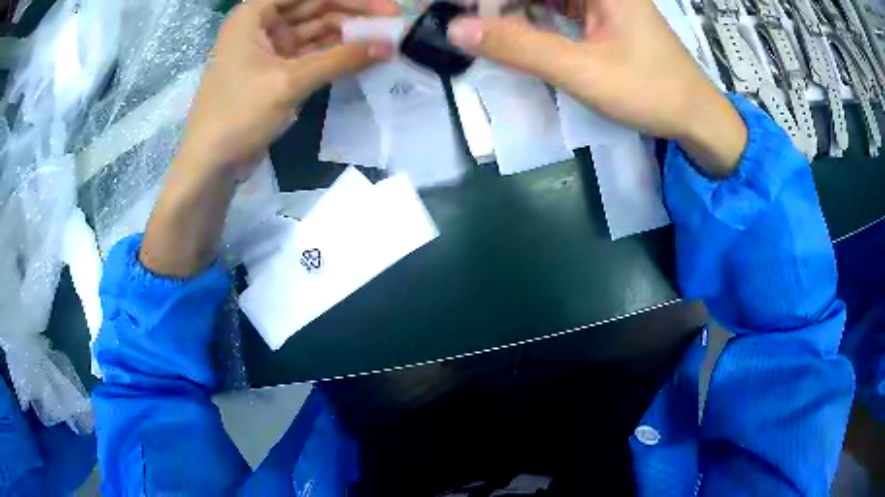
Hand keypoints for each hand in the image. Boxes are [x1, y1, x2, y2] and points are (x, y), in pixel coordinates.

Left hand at [179, 0, 397, 180]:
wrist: (211, 164)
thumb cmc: (238, 115)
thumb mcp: (289, 82)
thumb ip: (340, 60)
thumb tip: (389, 46)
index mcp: (253, 15)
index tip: (384, 4)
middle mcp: (261, 25)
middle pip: (313, 8)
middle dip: (352, 13)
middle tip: (392, 21)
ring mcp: (268, 49)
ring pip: (315, 31)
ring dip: (347, 34)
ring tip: (383, 38)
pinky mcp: (276, 72)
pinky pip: (311, 54)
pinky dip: (334, 55)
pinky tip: (360, 55)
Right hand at [447, 0, 746, 175]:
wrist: (695, 116)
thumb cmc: (650, 91)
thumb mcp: (583, 71)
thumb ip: (520, 47)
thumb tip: (456, 29)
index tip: (456, 10)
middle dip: (495, 3)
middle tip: (460, 19)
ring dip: (508, 8)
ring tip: (476, 25)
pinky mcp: (600, 13)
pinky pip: (553, 5)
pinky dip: (529, 16)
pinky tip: (509, 30)